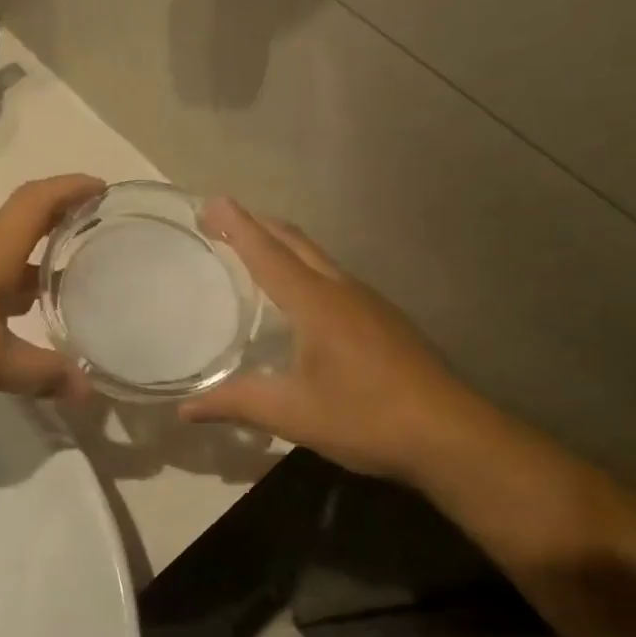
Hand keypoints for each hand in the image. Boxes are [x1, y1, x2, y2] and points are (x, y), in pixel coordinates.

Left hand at [0, 175, 105, 404]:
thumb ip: (39, 373)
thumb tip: (89, 390)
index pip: (38, 203)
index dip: (71, 189)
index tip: (102, 187)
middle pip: (22, 231)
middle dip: (60, 235)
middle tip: (97, 251)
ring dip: (31, 271)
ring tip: (61, 293)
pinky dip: (3, 295)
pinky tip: (8, 326)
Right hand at [179, 200, 464, 480]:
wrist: (451, 434)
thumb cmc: (366, 416)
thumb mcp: (293, 414)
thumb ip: (236, 403)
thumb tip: (184, 410)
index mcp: (316, 303)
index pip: (267, 253)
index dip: (237, 226)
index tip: (211, 201)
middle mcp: (342, 290)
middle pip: (296, 242)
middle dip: (259, 225)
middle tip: (223, 220)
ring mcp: (369, 303)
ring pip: (319, 258)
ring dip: (284, 245)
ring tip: (255, 250)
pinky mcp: (385, 320)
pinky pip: (334, 279)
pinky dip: (306, 270)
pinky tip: (301, 299)